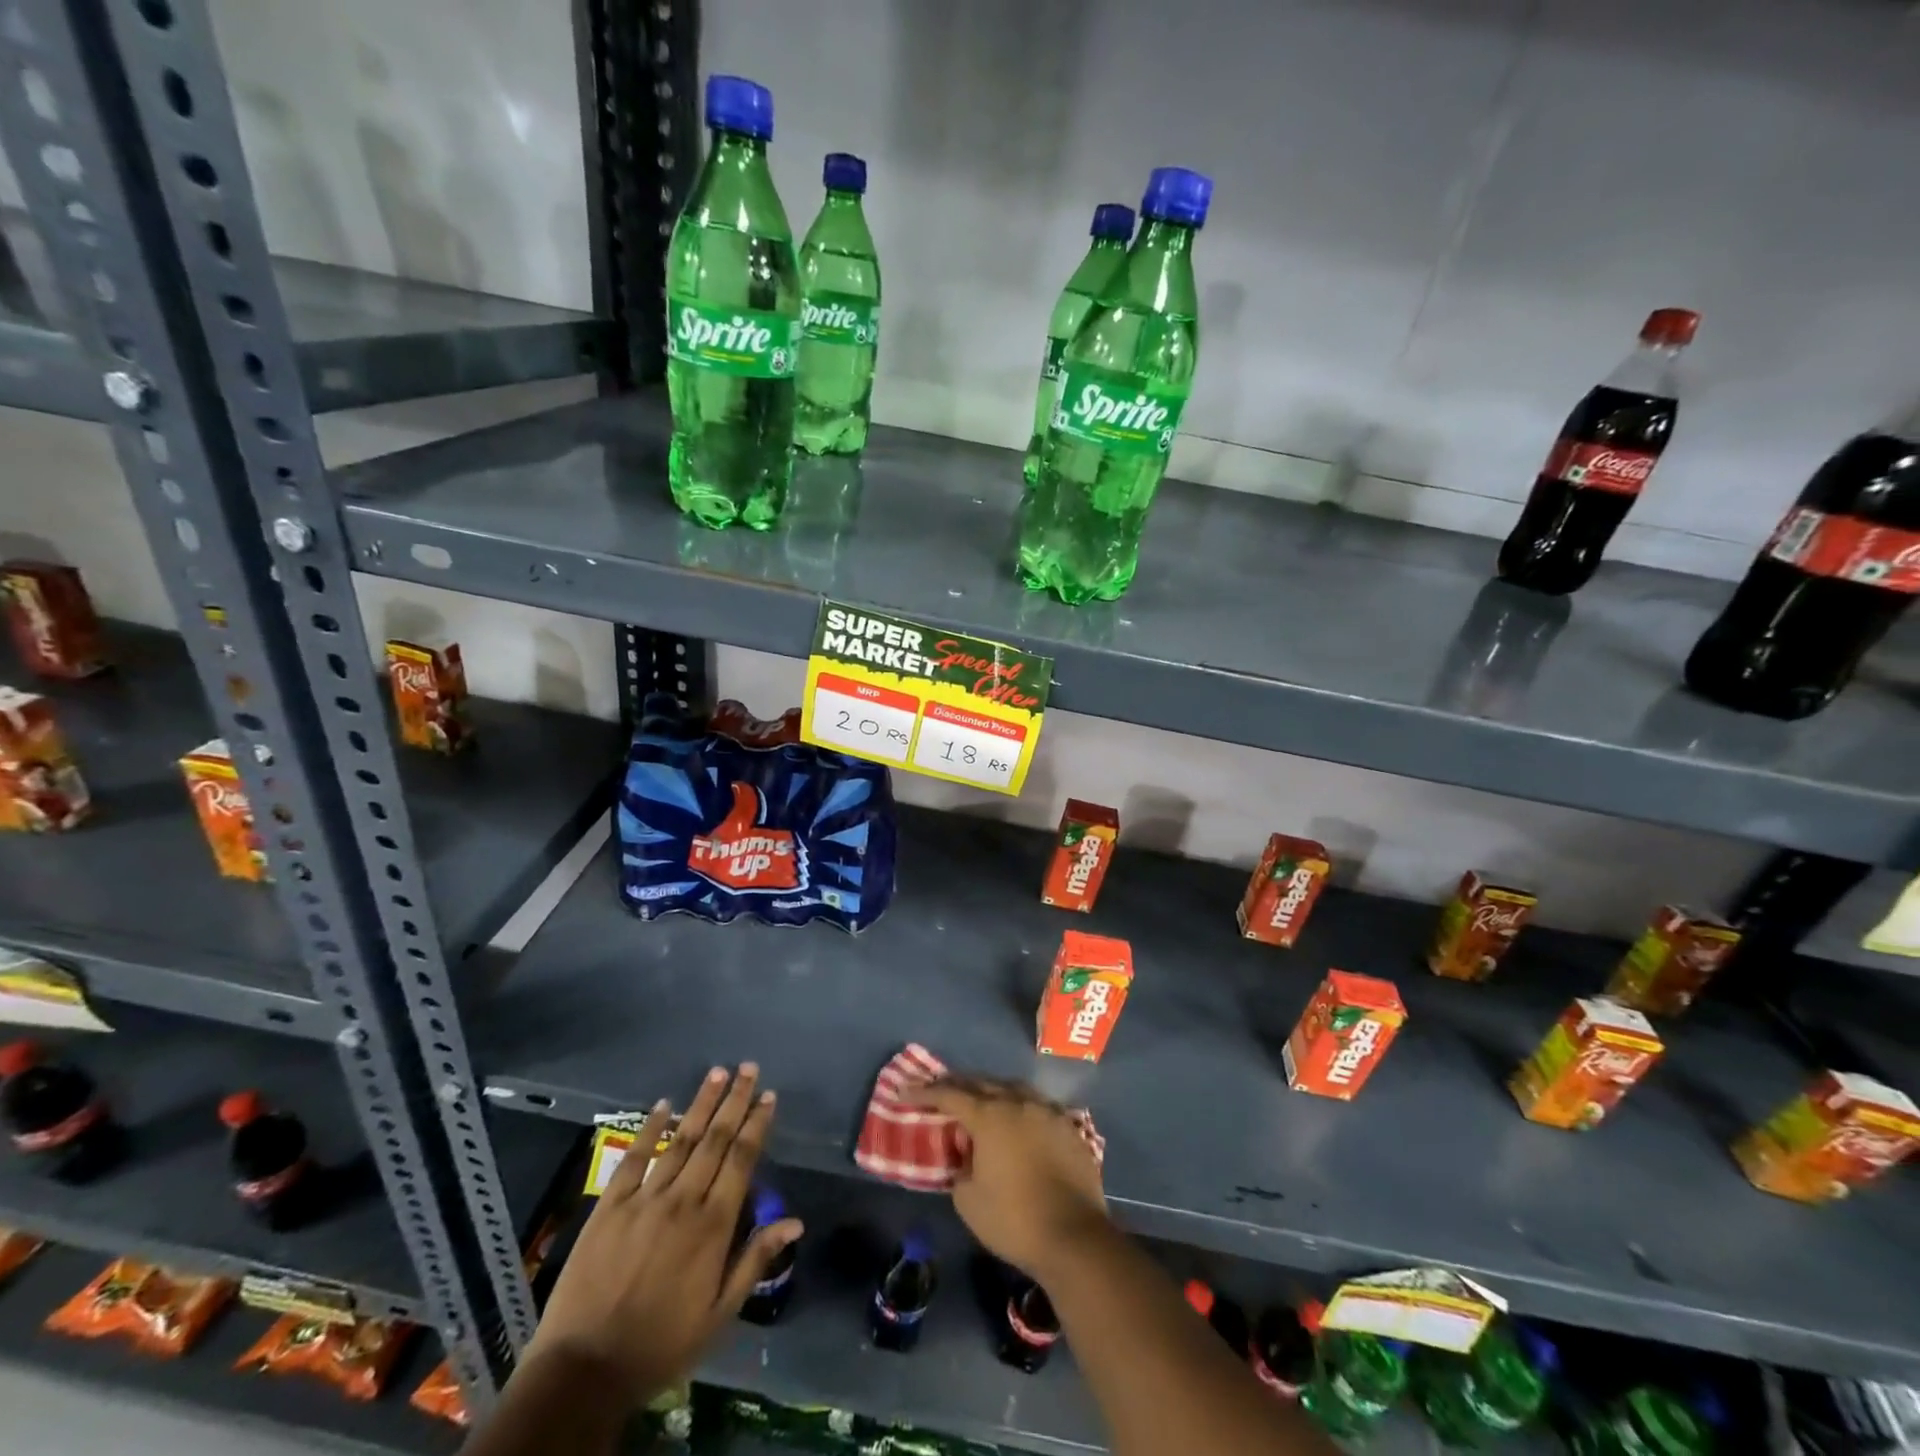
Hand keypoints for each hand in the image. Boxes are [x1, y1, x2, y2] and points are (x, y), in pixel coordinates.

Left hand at [524, 1064, 802, 1403]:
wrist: (584, 1372)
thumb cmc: (661, 1345)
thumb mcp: (719, 1314)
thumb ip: (755, 1261)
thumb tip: (795, 1221)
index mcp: (714, 1225)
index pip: (742, 1159)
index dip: (757, 1124)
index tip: (768, 1095)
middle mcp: (683, 1201)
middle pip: (715, 1139)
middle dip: (734, 1100)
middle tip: (747, 1067)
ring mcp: (645, 1200)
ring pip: (680, 1140)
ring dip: (701, 1104)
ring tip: (717, 1073)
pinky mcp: (609, 1207)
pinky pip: (633, 1158)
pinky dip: (650, 1129)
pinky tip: (663, 1105)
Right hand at [909, 1076, 1108, 1279]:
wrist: (1075, 1237)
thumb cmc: (1014, 1220)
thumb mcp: (968, 1201)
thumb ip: (961, 1169)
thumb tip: (968, 1159)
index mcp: (989, 1116)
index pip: (950, 1095)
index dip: (925, 1092)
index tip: (906, 1092)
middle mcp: (1018, 1102)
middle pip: (982, 1084)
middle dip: (958, 1086)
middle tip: (940, 1091)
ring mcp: (1048, 1111)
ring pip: (1013, 1090)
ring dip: (992, 1093)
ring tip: (980, 1100)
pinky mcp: (1069, 1127)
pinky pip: (1037, 1107)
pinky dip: (1020, 1109)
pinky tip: (1018, 1120)